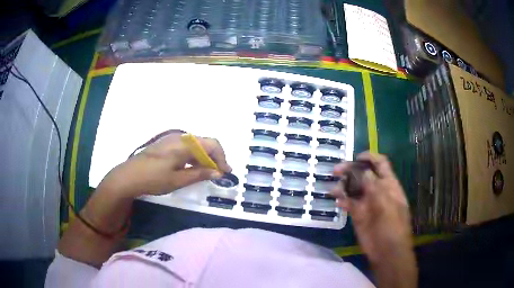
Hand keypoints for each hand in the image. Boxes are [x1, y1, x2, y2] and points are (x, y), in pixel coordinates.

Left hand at [98, 132, 231, 197]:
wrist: (129, 176)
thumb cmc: (153, 179)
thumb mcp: (178, 180)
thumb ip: (199, 174)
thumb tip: (218, 173)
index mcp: (184, 144)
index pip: (211, 144)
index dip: (221, 158)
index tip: (225, 173)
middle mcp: (179, 138)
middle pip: (204, 143)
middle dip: (214, 158)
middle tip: (217, 174)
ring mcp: (171, 140)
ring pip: (195, 146)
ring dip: (203, 158)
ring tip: (206, 174)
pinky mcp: (166, 144)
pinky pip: (186, 147)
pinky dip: (193, 157)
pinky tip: (192, 169)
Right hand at [330, 152, 412, 263]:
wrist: (387, 250)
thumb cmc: (392, 225)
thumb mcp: (386, 202)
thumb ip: (374, 185)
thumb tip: (362, 170)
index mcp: (388, 184)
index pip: (380, 163)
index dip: (369, 157)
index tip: (356, 157)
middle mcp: (377, 190)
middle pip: (363, 173)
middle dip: (350, 169)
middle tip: (335, 170)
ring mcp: (367, 202)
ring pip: (354, 188)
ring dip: (343, 185)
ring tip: (334, 189)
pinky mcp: (358, 214)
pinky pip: (348, 203)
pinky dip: (342, 200)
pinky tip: (337, 202)